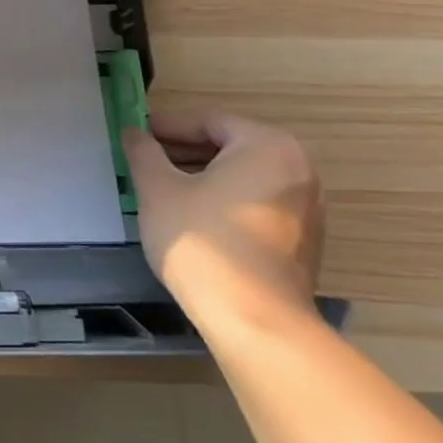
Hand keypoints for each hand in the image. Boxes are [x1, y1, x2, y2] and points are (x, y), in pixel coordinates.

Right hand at [122, 110, 324, 329]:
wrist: (254, 320)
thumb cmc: (202, 240)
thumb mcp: (158, 188)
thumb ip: (144, 152)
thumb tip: (134, 133)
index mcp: (267, 147)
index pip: (208, 121)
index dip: (166, 126)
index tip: (135, 136)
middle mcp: (298, 170)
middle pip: (229, 147)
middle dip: (183, 152)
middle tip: (144, 161)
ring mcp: (307, 209)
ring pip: (242, 177)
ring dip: (202, 177)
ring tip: (161, 189)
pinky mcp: (303, 242)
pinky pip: (255, 204)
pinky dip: (223, 201)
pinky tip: (190, 217)